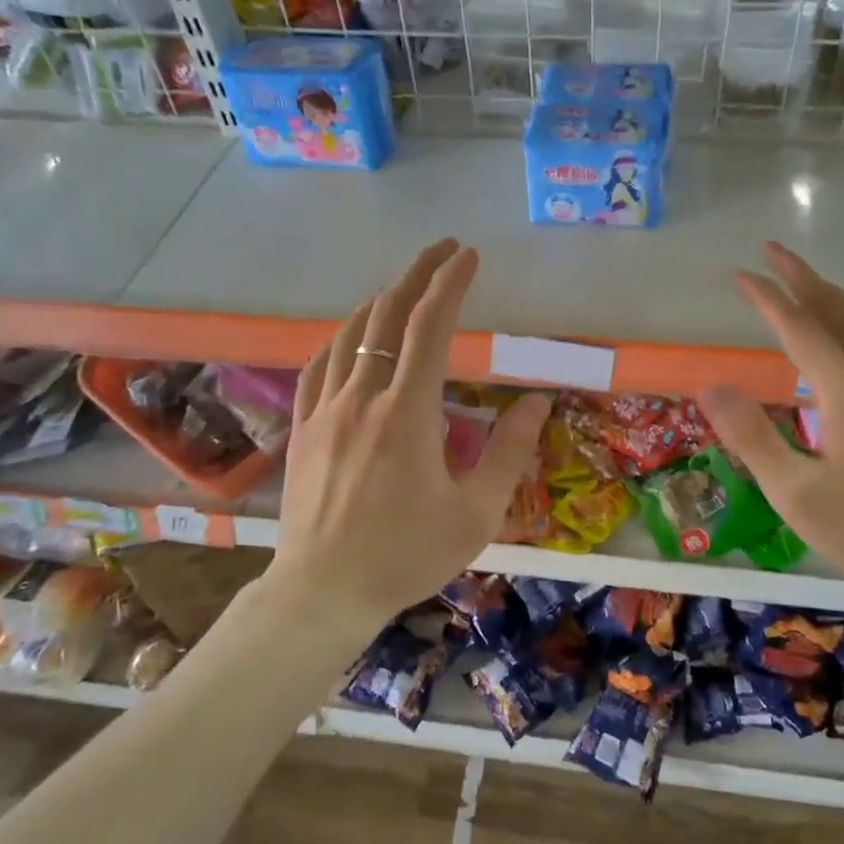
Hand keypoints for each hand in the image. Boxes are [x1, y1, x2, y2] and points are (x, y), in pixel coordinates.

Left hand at [270, 238, 550, 623]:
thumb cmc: (406, 555)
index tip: (468, 256)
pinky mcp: (304, 428)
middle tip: (443, 252)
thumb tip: (539, 401)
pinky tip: (351, 335)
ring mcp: (325, 410)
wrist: (323, 592)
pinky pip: (319, 365)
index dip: (450, 284)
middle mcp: (362, 398)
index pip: (430, 327)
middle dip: (417, 275)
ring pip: (349, 334)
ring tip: (404, 288)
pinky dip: (341, 337)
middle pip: (386, 316)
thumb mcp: (476, 513)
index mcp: (408, 413)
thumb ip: (509, 451)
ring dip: (380, 301)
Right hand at [698, 242, 843, 608]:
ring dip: (836, 295)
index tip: (739, 274)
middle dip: (804, 278)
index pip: (801, 329)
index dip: (768, 299)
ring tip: (808, 282)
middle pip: (840, 312)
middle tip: (773, 251)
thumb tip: (711, 386)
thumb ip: (751, 435)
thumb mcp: (793, 491)